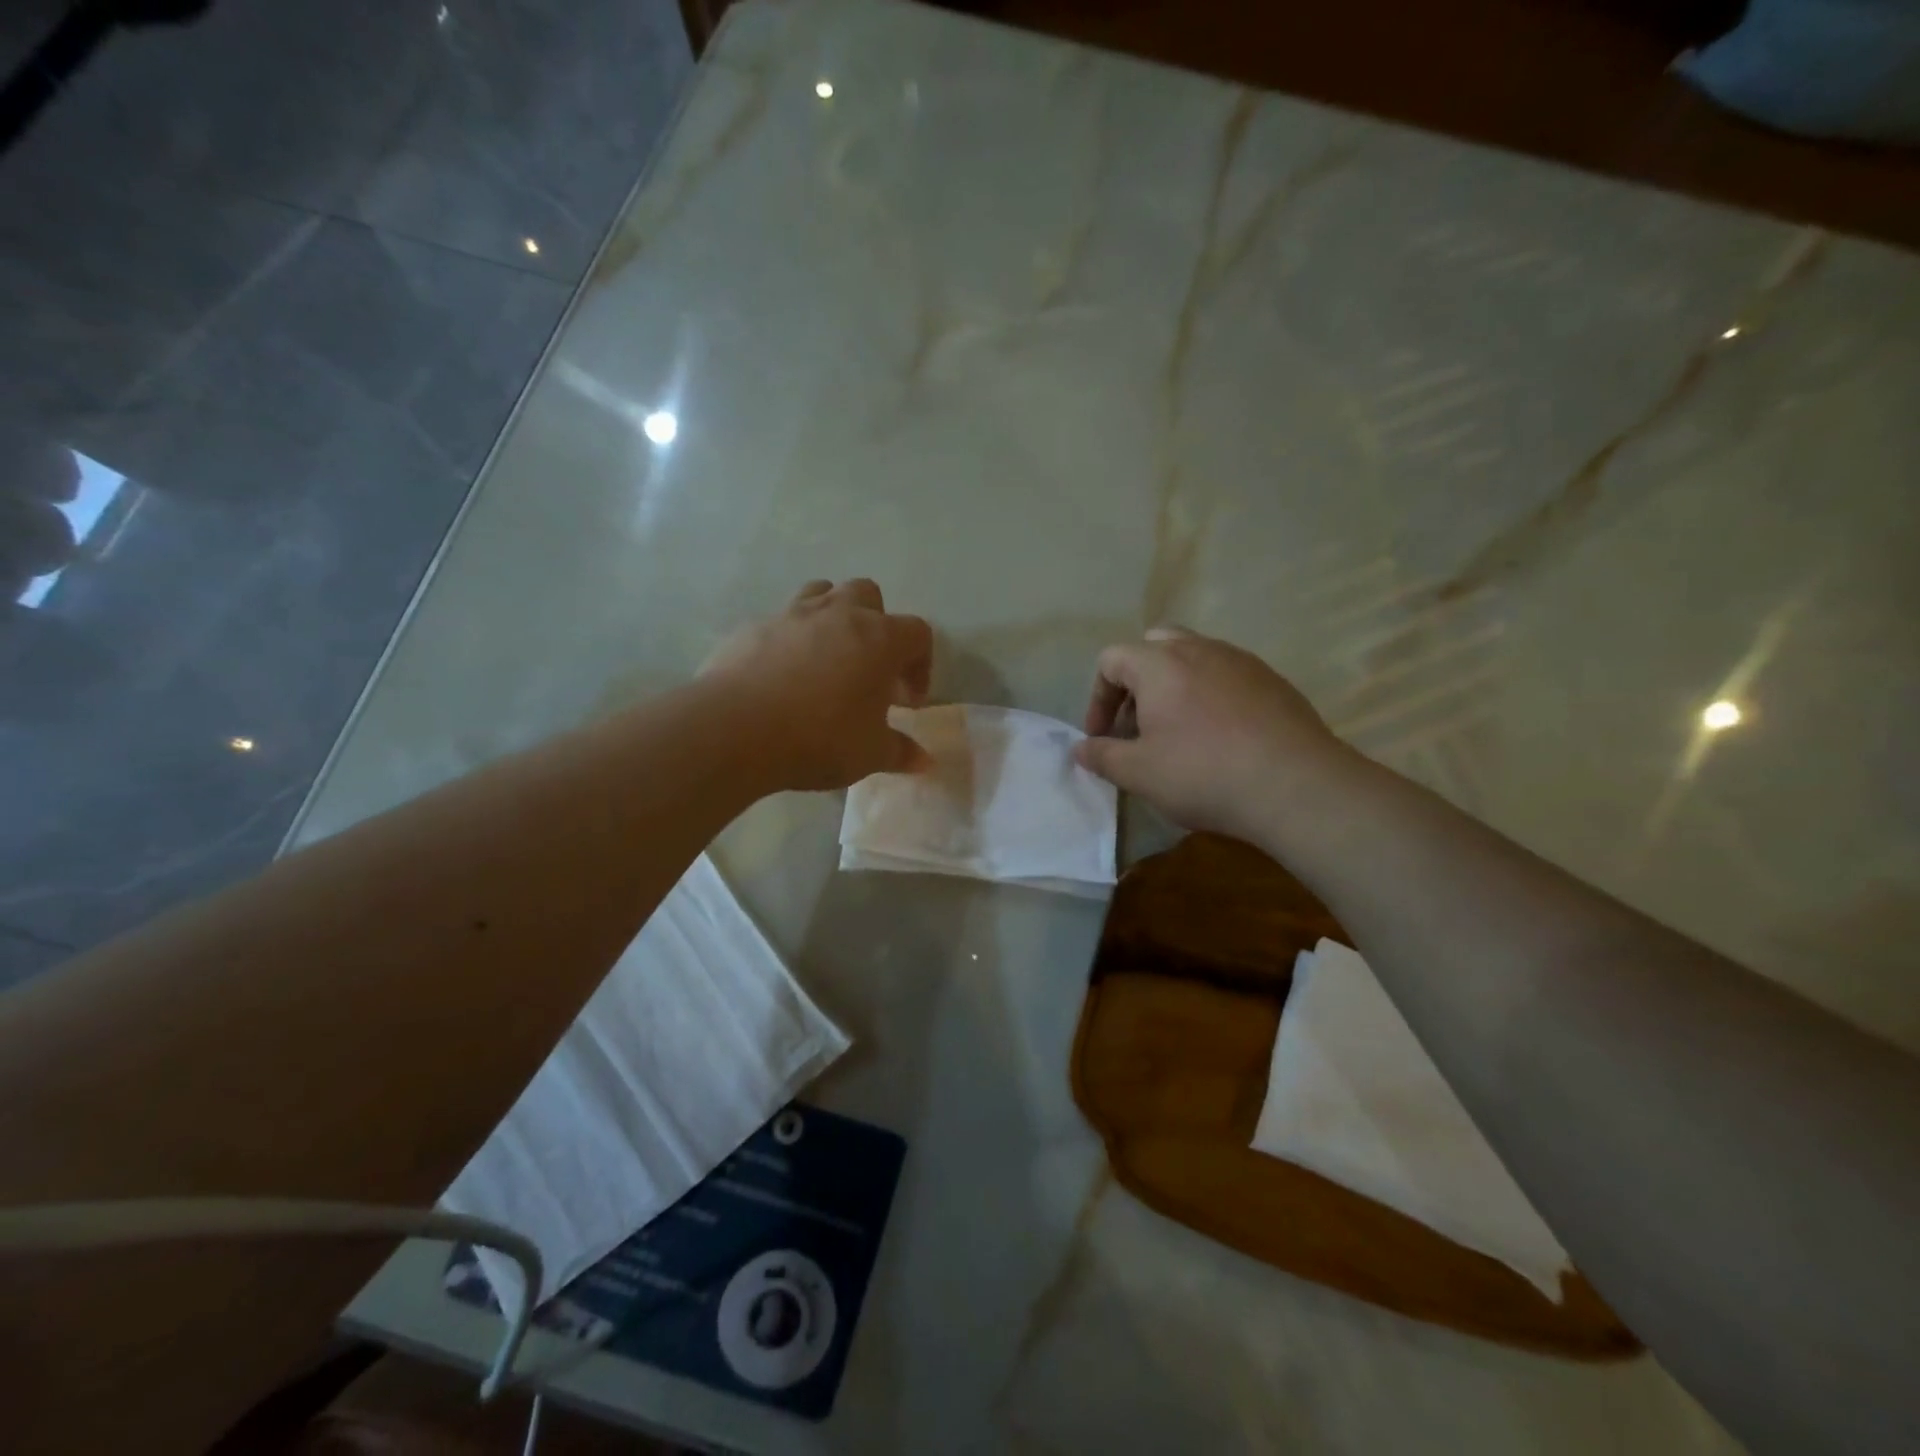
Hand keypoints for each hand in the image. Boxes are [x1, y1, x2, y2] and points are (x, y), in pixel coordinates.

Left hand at [702, 579, 934, 791]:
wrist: (735, 728)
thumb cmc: (820, 737)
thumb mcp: (870, 754)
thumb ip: (900, 751)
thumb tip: (924, 760)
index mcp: (879, 638)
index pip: (917, 633)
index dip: (921, 664)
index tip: (907, 701)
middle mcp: (838, 613)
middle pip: (868, 595)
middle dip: (876, 626)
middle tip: (869, 669)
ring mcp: (792, 614)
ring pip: (822, 593)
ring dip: (833, 618)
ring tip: (827, 659)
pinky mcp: (752, 627)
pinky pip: (781, 622)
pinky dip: (790, 641)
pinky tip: (782, 677)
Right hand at [1073, 628, 1354, 845]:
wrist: (1296, 786)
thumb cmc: (1203, 774)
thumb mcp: (1139, 774)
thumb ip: (1102, 756)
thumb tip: (1080, 749)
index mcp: (1160, 664)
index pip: (1111, 660)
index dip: (1098, 698)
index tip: (1103, 737)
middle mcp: (1199, 649)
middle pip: (1153, 646)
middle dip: (1136, 682)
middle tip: (1138, 724)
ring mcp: (1241, 661)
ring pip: (1194, 657)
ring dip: (1174, 686)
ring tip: (1177, 731)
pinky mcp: (1273, 680)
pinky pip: (1227, 674)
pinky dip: (1210, 694)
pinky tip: (1220, 736)